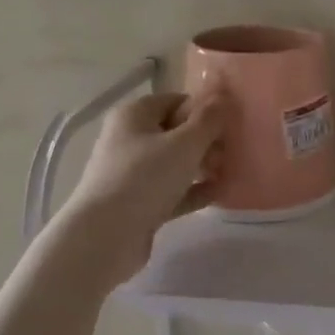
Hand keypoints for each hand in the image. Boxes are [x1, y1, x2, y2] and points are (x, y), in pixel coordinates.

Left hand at [61, 91, 224, 273]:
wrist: (105, 237)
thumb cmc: (144, 178)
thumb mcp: (184, 144)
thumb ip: (208, 120)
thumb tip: (224, 97)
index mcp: (134, 115)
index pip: (176, 102)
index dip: (204, 111)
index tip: (229, 126)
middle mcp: (129, 139)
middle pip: (176, 132)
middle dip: (206, 142)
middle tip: (230, 154)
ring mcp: (131, 173)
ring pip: (174, 163)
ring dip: (202, 167)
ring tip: (228, 174)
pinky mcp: (138, 203)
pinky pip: (171, 190)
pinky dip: (192, 190)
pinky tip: (218, 195)